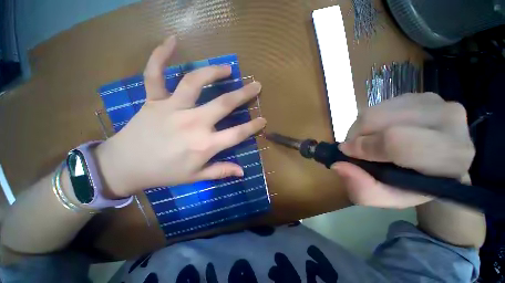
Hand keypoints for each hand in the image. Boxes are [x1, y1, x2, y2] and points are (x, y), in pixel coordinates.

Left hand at [94, 36, 265, 197]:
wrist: (125, 166)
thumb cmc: (164, 173)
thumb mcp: (196, 177)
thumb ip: (221, 172)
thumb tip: (242, 172)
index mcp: (204, 144)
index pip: (237, 133)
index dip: (253, 127)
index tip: (263, 120)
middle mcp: (193, 123)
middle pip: (223, 104)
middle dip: (243, 94)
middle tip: (255, 85)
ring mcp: (172, 108)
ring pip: (195, 82)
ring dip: (213, 72)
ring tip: (227, 68)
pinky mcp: (153, 100)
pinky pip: (154, 73)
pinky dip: (160, 55)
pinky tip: (172, 40)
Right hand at [331, 93, 474, 207]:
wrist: (438, 166)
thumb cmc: (413, 185)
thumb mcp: (387, 198)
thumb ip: (363, 188)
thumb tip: (338, 165)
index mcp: (450, 156)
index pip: (397, 141)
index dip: (365, 147)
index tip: (347, 153)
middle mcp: (449, 121)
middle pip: (381, 120)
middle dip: (357, 136)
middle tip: (355, 149)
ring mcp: (435, 102)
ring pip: (375, 111)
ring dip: (360, 128)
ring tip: (367, 141)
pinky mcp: (419, 95)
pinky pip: (378, 105)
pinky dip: (368, 120)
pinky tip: (377, 131)